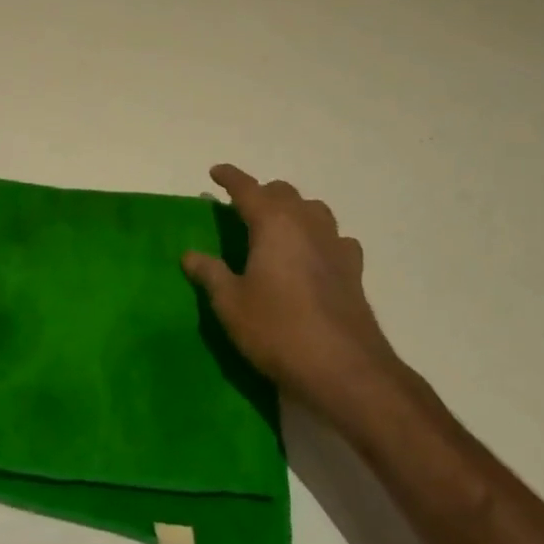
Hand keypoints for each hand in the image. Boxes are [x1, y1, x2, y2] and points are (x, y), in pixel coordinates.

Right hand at [183, 165, 399, 408]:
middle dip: (262, 194)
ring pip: (314, 210)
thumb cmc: (279, 330)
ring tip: (278, 228)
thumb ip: (210, 274)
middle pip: (283, 193)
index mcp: (273, 223)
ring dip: (294, 210)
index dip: (230, 178)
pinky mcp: (354, 271)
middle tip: (242, 209)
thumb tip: (190, 254)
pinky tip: (315, 257)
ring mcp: (335, 246)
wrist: (346, 371)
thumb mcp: (231, 304)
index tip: (215, 172)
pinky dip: (321, 238)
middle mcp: (306, 224)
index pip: (247, 189)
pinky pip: (336, 239)